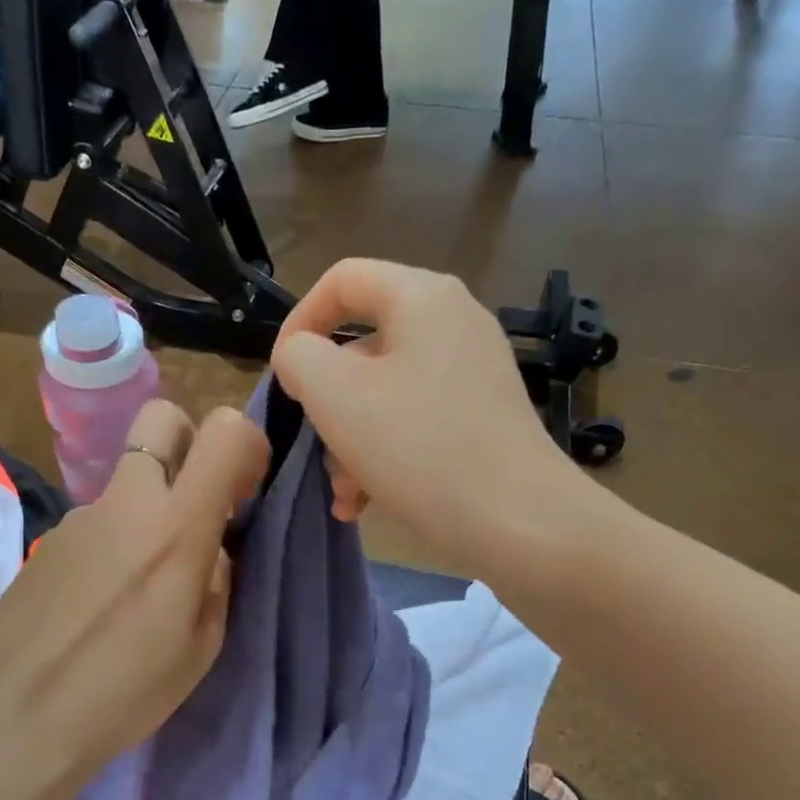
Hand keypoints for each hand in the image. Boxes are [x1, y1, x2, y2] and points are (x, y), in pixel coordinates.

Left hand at [0, 400, 268, 799]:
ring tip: (138, 580)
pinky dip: (112, 539)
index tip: (245, 488)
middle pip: (162, 417)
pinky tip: (98, 598)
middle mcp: (126, 503)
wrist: (17, 719)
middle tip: (194, 503)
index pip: (225, 431)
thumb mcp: (201, 645)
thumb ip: (216, 578)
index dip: (247, 445)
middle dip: (189, 442)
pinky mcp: (48, 538)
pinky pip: (97, 519)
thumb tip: (209, 549)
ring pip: (128, 480)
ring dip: (147, 506)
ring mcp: (79, 516)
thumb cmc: (124, 693)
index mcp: (176, 528)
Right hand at [271, 259, 591, 570]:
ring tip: (345, 495)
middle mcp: (454, 323)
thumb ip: (299, 357)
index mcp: (422, 297)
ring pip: (385, 393)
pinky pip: (416, 421)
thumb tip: (302, 356)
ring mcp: (473, 373)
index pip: (342, 279)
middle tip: (316, 449)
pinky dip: (385, 455)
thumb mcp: (334, 394)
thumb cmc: (418, 447)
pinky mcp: (483, 417)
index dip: (299, 320)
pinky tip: (366, 503)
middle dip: (327, 403)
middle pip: (363, 346)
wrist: (518, 520)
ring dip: (351, 442)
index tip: (282, 377)